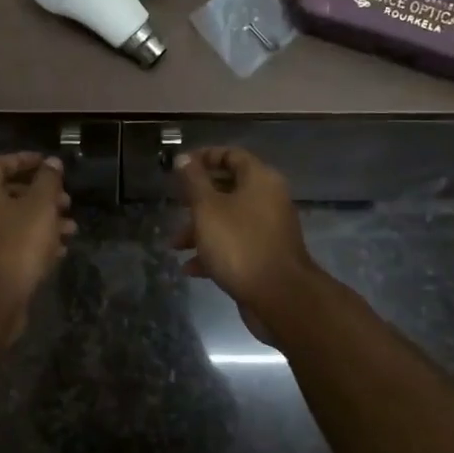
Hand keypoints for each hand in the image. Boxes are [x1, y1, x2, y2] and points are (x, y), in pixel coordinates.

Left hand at [0, 153, 75, 331]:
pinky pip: (14, 243)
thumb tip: (52, 162)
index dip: (25, 160)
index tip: (49, 163)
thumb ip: (48, 180)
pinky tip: (60, 249)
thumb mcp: (40, 205)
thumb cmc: (18, 241)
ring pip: (15, 221)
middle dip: (42, 195)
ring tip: (71, 228)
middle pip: (10, 194)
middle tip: (66, 200)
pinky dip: (36, 242)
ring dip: (44, 220)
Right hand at [172, 147, 318, 329]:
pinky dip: (213, 251)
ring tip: (175, 245)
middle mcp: (268, 200)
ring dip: (200, 229)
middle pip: (229, 188)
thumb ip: (193, 181)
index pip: (232, 155)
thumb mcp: (207, 208)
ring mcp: (268, 230)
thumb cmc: (239, 244)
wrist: (278, 296)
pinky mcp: (265, 256)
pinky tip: (190, 268)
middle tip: (176, 204)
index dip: (204, 157)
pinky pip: (235, 245)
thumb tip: (183, 157)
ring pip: (229, 220)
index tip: (180, 167)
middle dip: (197, 198)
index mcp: (260, 180)